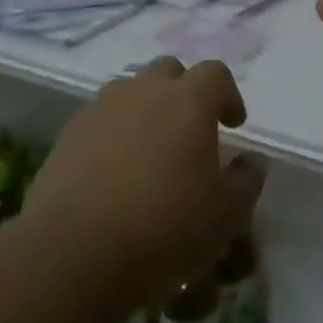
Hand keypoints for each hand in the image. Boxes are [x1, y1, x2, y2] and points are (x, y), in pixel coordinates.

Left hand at [22, 58, 264, 300]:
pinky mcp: (70, 132)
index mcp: (189, 100)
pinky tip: (115, 169)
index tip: (233, 124)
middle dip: (184, 92)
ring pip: (132, 91)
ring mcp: (102, 107)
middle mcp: (145, 90)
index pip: (215, 73)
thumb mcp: (225, 214)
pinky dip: (114, 131)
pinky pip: (101, 117)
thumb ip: (246, 180)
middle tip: (190, 130)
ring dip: (147, 108)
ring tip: (151, 149)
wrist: (75, 251)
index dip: (228, 95)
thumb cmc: (165, 227)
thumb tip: (252, 160)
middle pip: (170, 71)